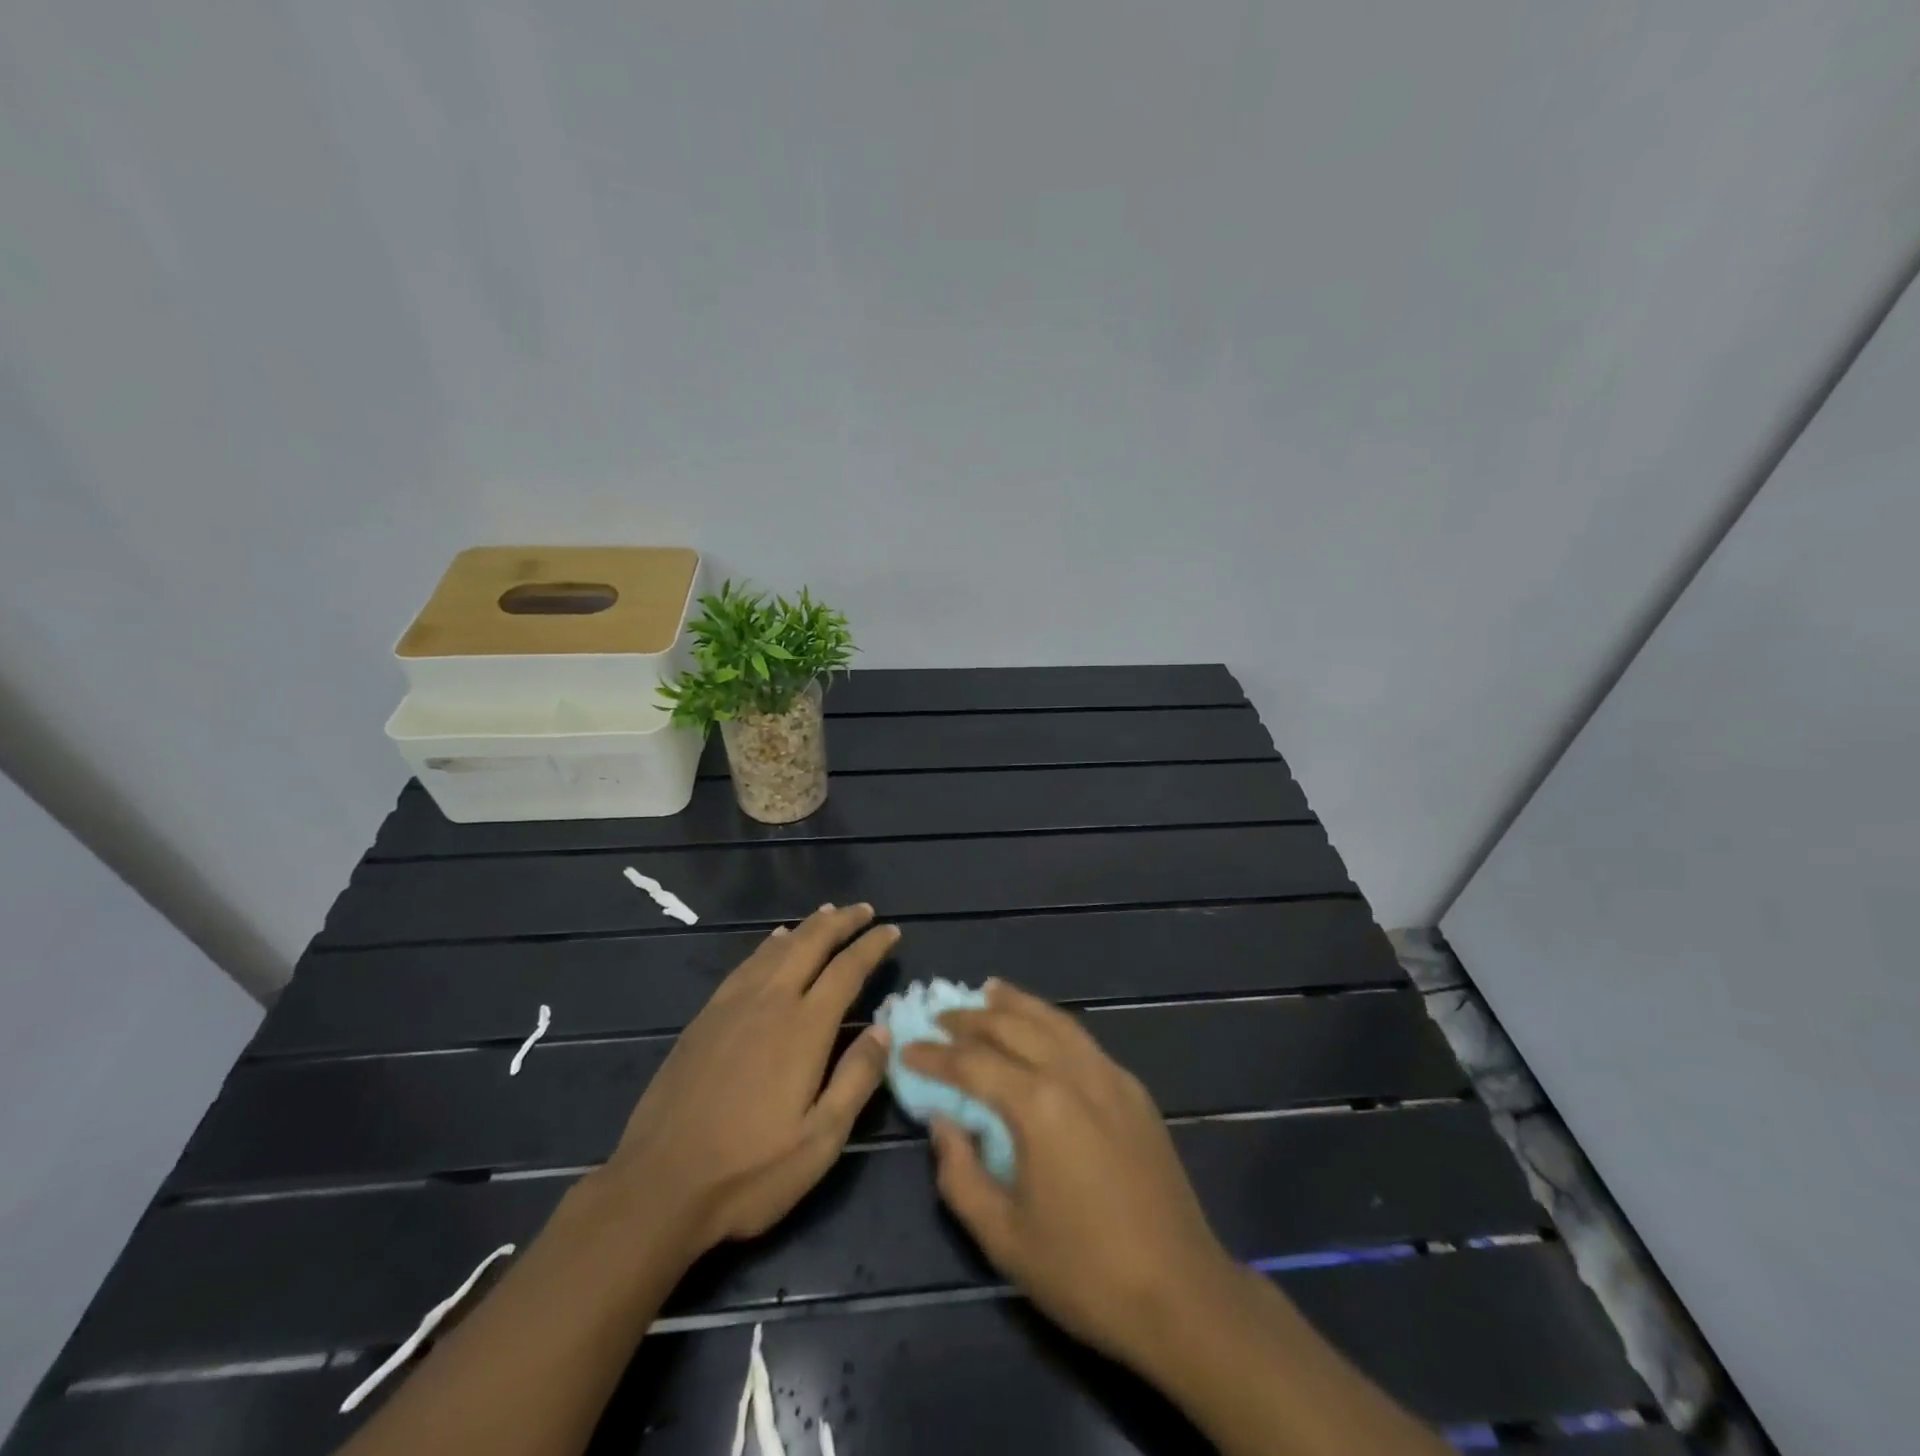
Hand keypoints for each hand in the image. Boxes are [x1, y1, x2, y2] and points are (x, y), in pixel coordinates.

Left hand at [597, 904, 896, 1262]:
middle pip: (811, 944)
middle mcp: (770, 1002)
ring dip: (807, 927)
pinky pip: (745, 965)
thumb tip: (885, 1029)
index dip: (872, 946)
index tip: (892, 931)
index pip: (847, 969)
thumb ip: (856, 1079)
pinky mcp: (705, 1018)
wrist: (658, 1186)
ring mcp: (732, 1006)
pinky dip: (768, 945)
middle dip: (841, 922)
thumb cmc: (749, 1171)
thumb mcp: (820, 1141)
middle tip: (864, 909)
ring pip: (777, 948)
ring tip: (827, 913)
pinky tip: (773, 941)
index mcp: (804, 1028)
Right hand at [903, 979, 1241, 1371]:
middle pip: (1014, 1025)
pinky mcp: (1133, 1089)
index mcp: (1039, 1105)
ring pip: (1053, 1020)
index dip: (935, 1055)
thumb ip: (960, 1173)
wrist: (1182, 1293)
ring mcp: (1110, 1076)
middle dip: (972, 1018)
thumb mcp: (1003, 1237)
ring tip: (988, 990)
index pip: (973, 1063)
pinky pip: (1082, 1039)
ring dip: (1016, 1003)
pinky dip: (1051, 1022)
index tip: (907, 1047)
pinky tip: (1041, 1027)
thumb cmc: (1084, 1272)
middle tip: (941, 1015)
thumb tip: (943, 1123)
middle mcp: (1074, 1074)